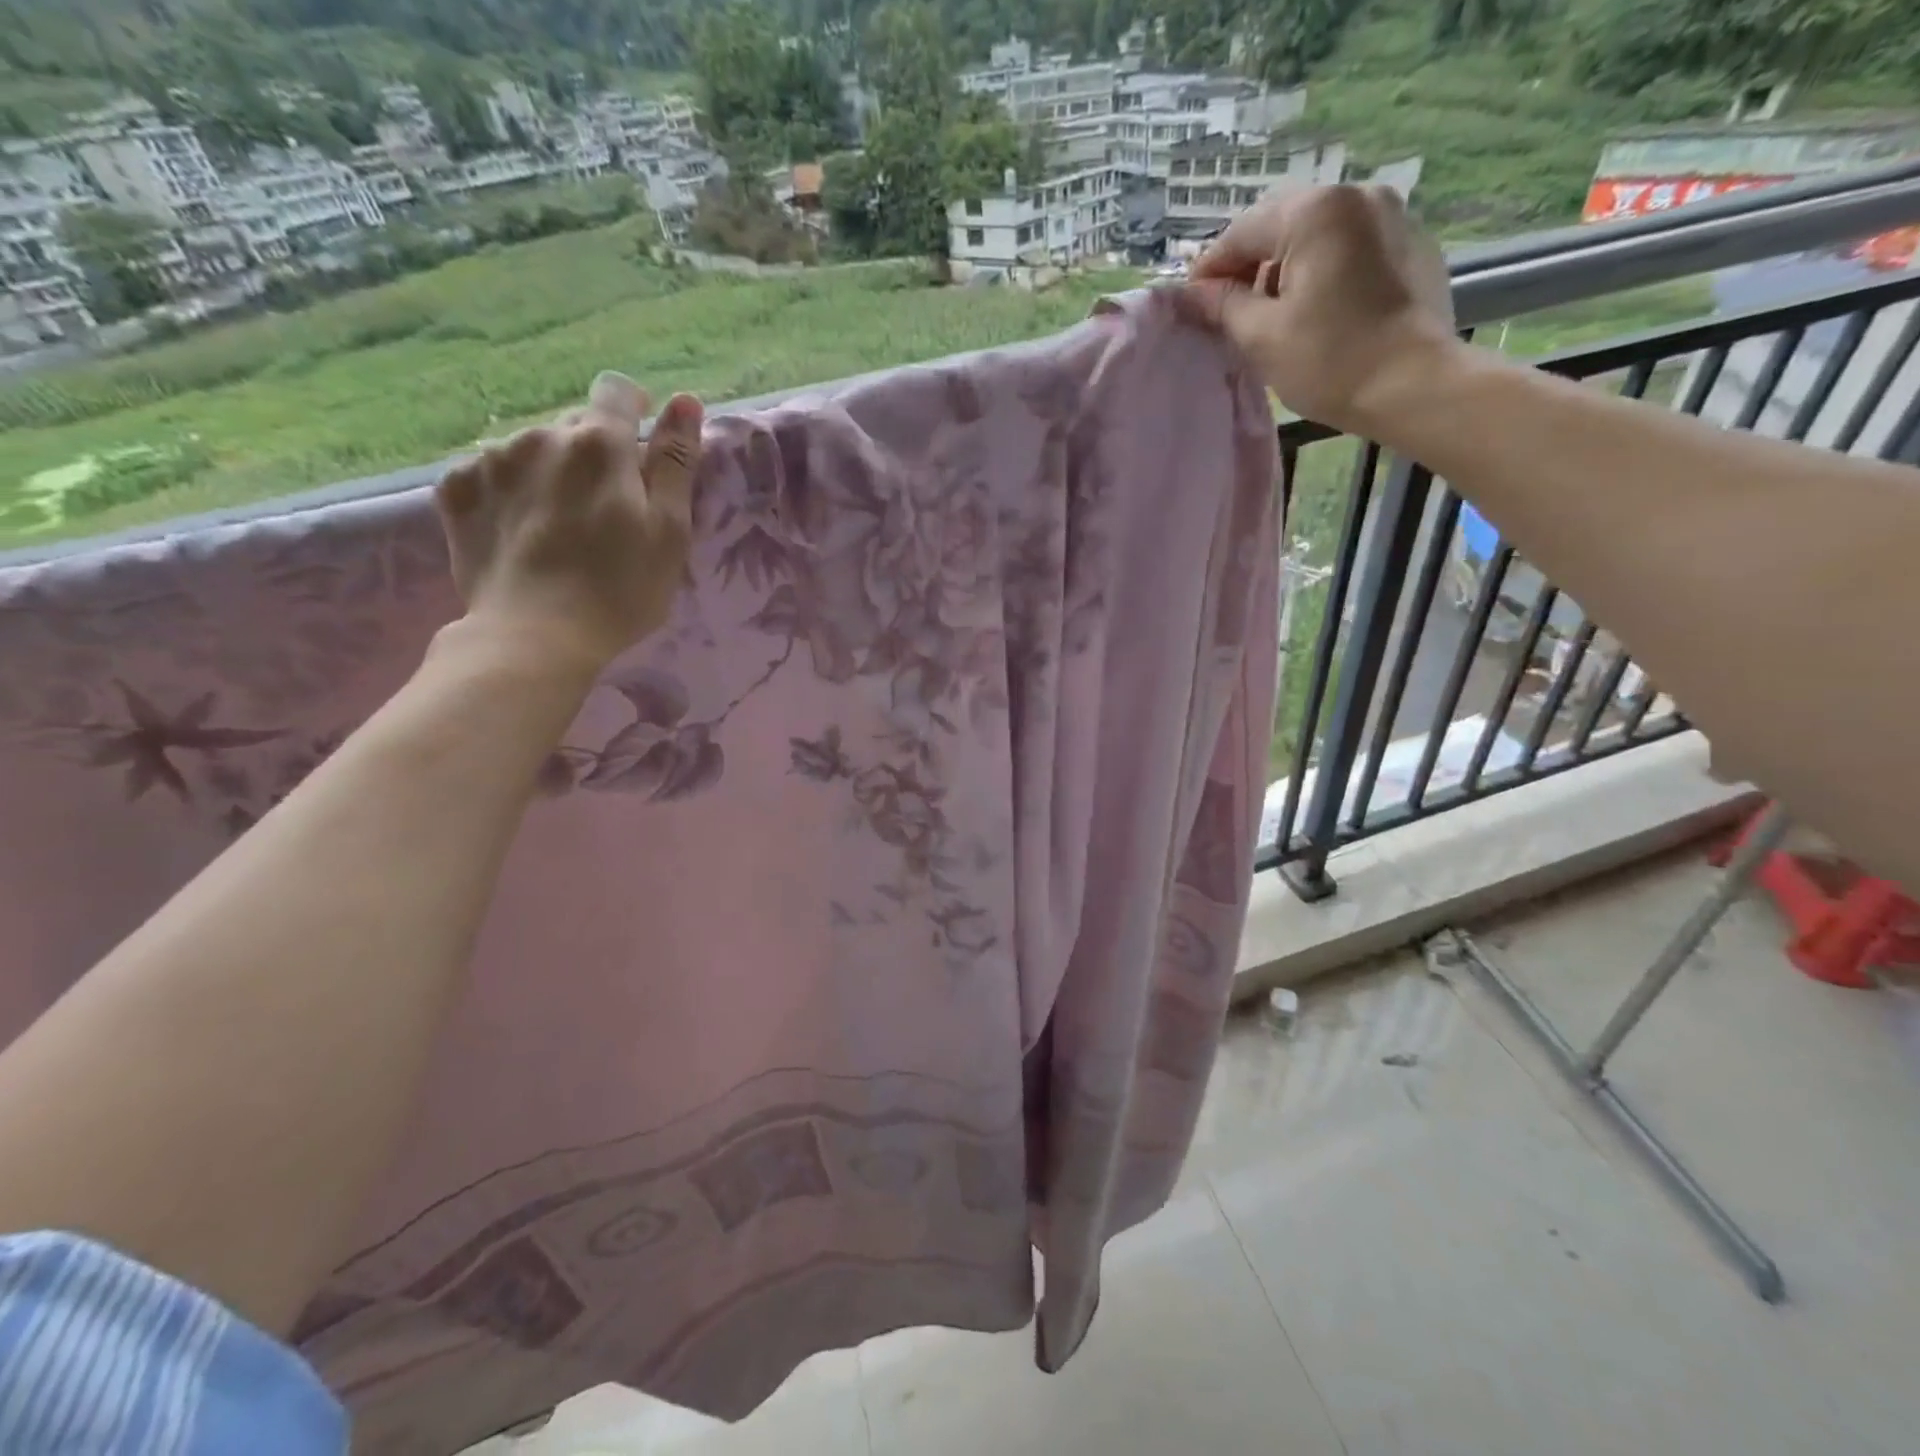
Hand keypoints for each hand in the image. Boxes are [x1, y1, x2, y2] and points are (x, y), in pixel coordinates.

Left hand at [435, 372, 703, 671]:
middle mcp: (541, 435)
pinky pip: (489, 471)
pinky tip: (520, 530)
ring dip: (551, 471)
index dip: (634, 409)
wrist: (534, 637)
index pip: (618, 391)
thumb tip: (685, 400)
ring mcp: (491, 460)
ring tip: (559, 525)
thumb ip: (676, 462)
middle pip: (575, 425)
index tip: (641, 445)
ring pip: (532, 448)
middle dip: (594, 453)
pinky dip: (509, 490)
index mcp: (600, 444)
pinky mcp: (455, 489)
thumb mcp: (669, 531)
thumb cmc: (620, 590)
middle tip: (606, 509)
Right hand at [1179, 183, 1458, 437]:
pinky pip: (1351, 246)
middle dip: (1250, 264)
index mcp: (1315, 212)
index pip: (1242, 231)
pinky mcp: (1412, 244)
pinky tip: (1317, 310)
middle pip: (1282, 223)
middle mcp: (1357, 195)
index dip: (1210, 268)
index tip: (1192, 303)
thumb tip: (1192, 294)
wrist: (1414, 385)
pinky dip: (1324, 269)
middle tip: (1229, 309)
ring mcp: (1392, 215)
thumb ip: (1222, 306)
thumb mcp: (1261, 336)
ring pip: (1318, 233)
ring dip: (1287, 266)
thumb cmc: (1329, 361)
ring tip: (1274, 313)